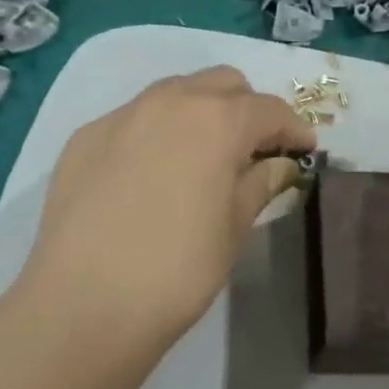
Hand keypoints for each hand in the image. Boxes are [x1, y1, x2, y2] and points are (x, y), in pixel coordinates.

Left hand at [15, 66, 315, 358]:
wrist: (83, 304)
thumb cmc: (177, 270)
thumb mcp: (234, 228)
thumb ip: (259, 184)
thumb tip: (277, 165)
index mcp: (216, 120)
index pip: (269, 110)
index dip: (294, 129)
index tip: (305, 151)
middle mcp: (169, 101)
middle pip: (222, 84)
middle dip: (248, 109)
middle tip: (256, 150)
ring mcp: (122, 115)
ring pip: (175, 92)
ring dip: (202, 112)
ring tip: (206, 155)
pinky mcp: (85, 137)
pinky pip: (135, 118)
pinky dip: (158, 131)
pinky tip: (154, 172)